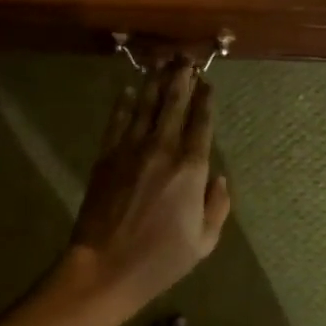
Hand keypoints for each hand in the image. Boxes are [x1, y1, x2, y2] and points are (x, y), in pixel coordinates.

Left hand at [68, 57, 231, 312]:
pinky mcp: (106, 156)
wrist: (105, 267)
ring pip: (146, 106)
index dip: (205, 100)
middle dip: (181, 78)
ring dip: (156, 82)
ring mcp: (131, 150)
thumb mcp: (204, 243)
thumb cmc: (160, 260)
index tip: (207, 82)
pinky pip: (117, 122)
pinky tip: (130, 89)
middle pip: (174, 104)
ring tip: (162, 61)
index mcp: (191, 169)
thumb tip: (220, 178)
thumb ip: (217, 207)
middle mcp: (163, 150)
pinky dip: (124, 103)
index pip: (201, 124)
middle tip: (185, 58)